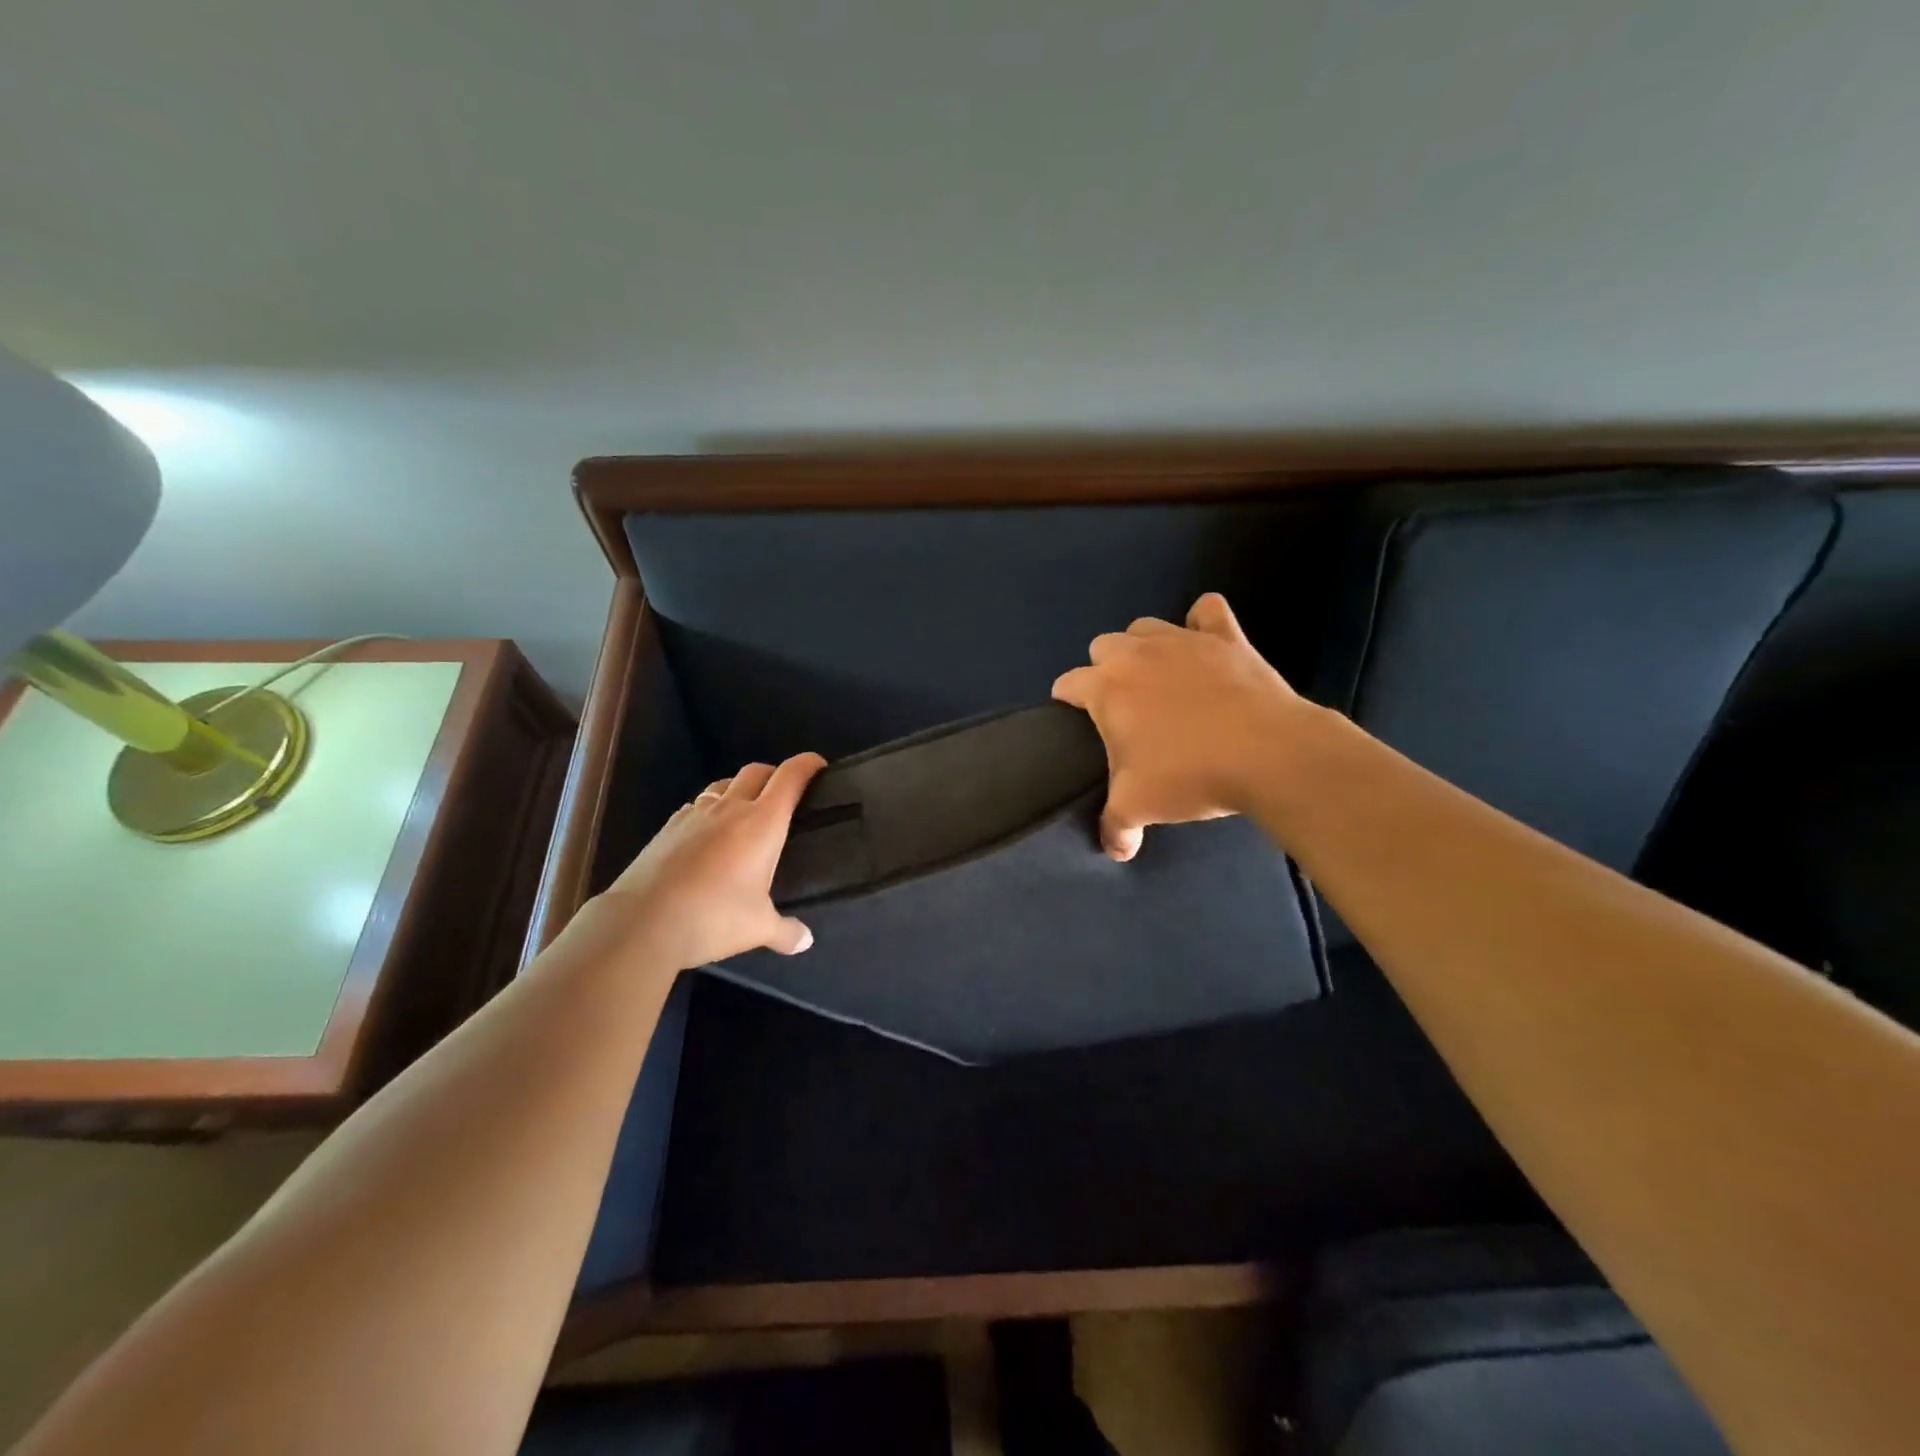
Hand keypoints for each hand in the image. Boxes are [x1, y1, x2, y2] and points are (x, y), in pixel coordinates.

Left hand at [593, 753, 827, 971]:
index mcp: (763, 822)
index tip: (819, 765)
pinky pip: (696, 806)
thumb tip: (806, 941)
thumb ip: (786, 931)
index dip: (807, 764)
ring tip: (745, 811)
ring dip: (740, 788)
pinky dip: (709, 810)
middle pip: (757, 771)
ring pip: (723, 784)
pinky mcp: (667, 827)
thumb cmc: (713, 917)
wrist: (641, 922)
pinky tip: (707, 835)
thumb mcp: (758, 928)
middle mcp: (731, 807)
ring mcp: (695, 814)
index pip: (790, 777)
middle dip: (774, 774)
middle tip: (785, 794)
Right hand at [1053, 593, 1304, 861]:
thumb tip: (1114, 850)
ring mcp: (1182, 640)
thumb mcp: (1140, 806)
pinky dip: (1202, 623)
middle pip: (1102, 646)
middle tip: (1123, 707)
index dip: (1067, 702)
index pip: (1067, 684)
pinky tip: (1204, 643)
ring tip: (1158, 677)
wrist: (1268, 754)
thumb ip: (1115, 826)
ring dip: (1143, 646)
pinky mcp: (1225, 637)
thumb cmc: (1191, 775)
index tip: (1076, 722)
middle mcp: (1136, 653)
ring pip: (1145, 627)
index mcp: (1106, 688)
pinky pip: (1207, 612)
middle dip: (1104, 670)